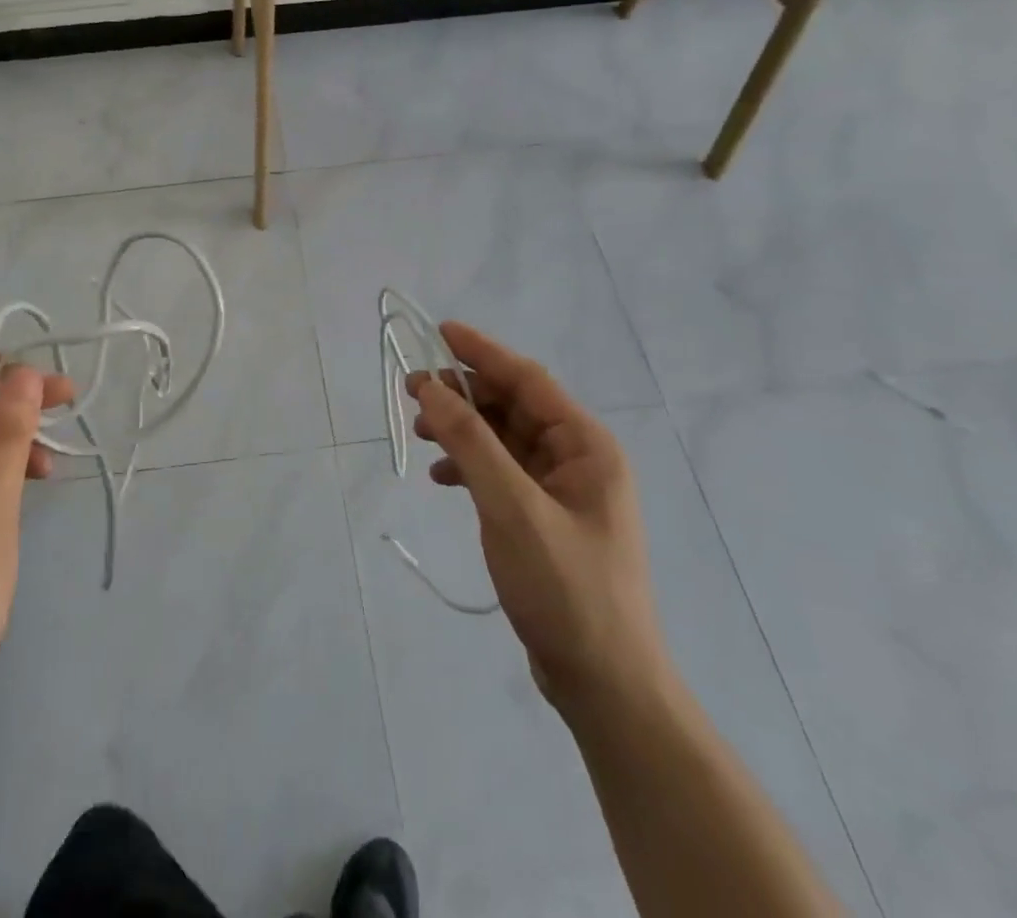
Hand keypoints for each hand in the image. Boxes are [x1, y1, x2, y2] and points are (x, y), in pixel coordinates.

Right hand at [409, 323, 671, 714]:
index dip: (481, 352)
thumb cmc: (565, 588)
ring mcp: (562, 491)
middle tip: (412, 390)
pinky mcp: (545, 518)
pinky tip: (443, 477)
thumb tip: (430, 387)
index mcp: (586, 446)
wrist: (604, 684)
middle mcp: (578, 459)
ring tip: (420, 432)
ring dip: (463, 430)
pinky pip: (502, 472)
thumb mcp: (511, 508)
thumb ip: (470, 442)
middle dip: (464, 395)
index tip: (437, 332)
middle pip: (513, 406)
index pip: (528, 379)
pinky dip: (470, 466)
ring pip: (504, 438)